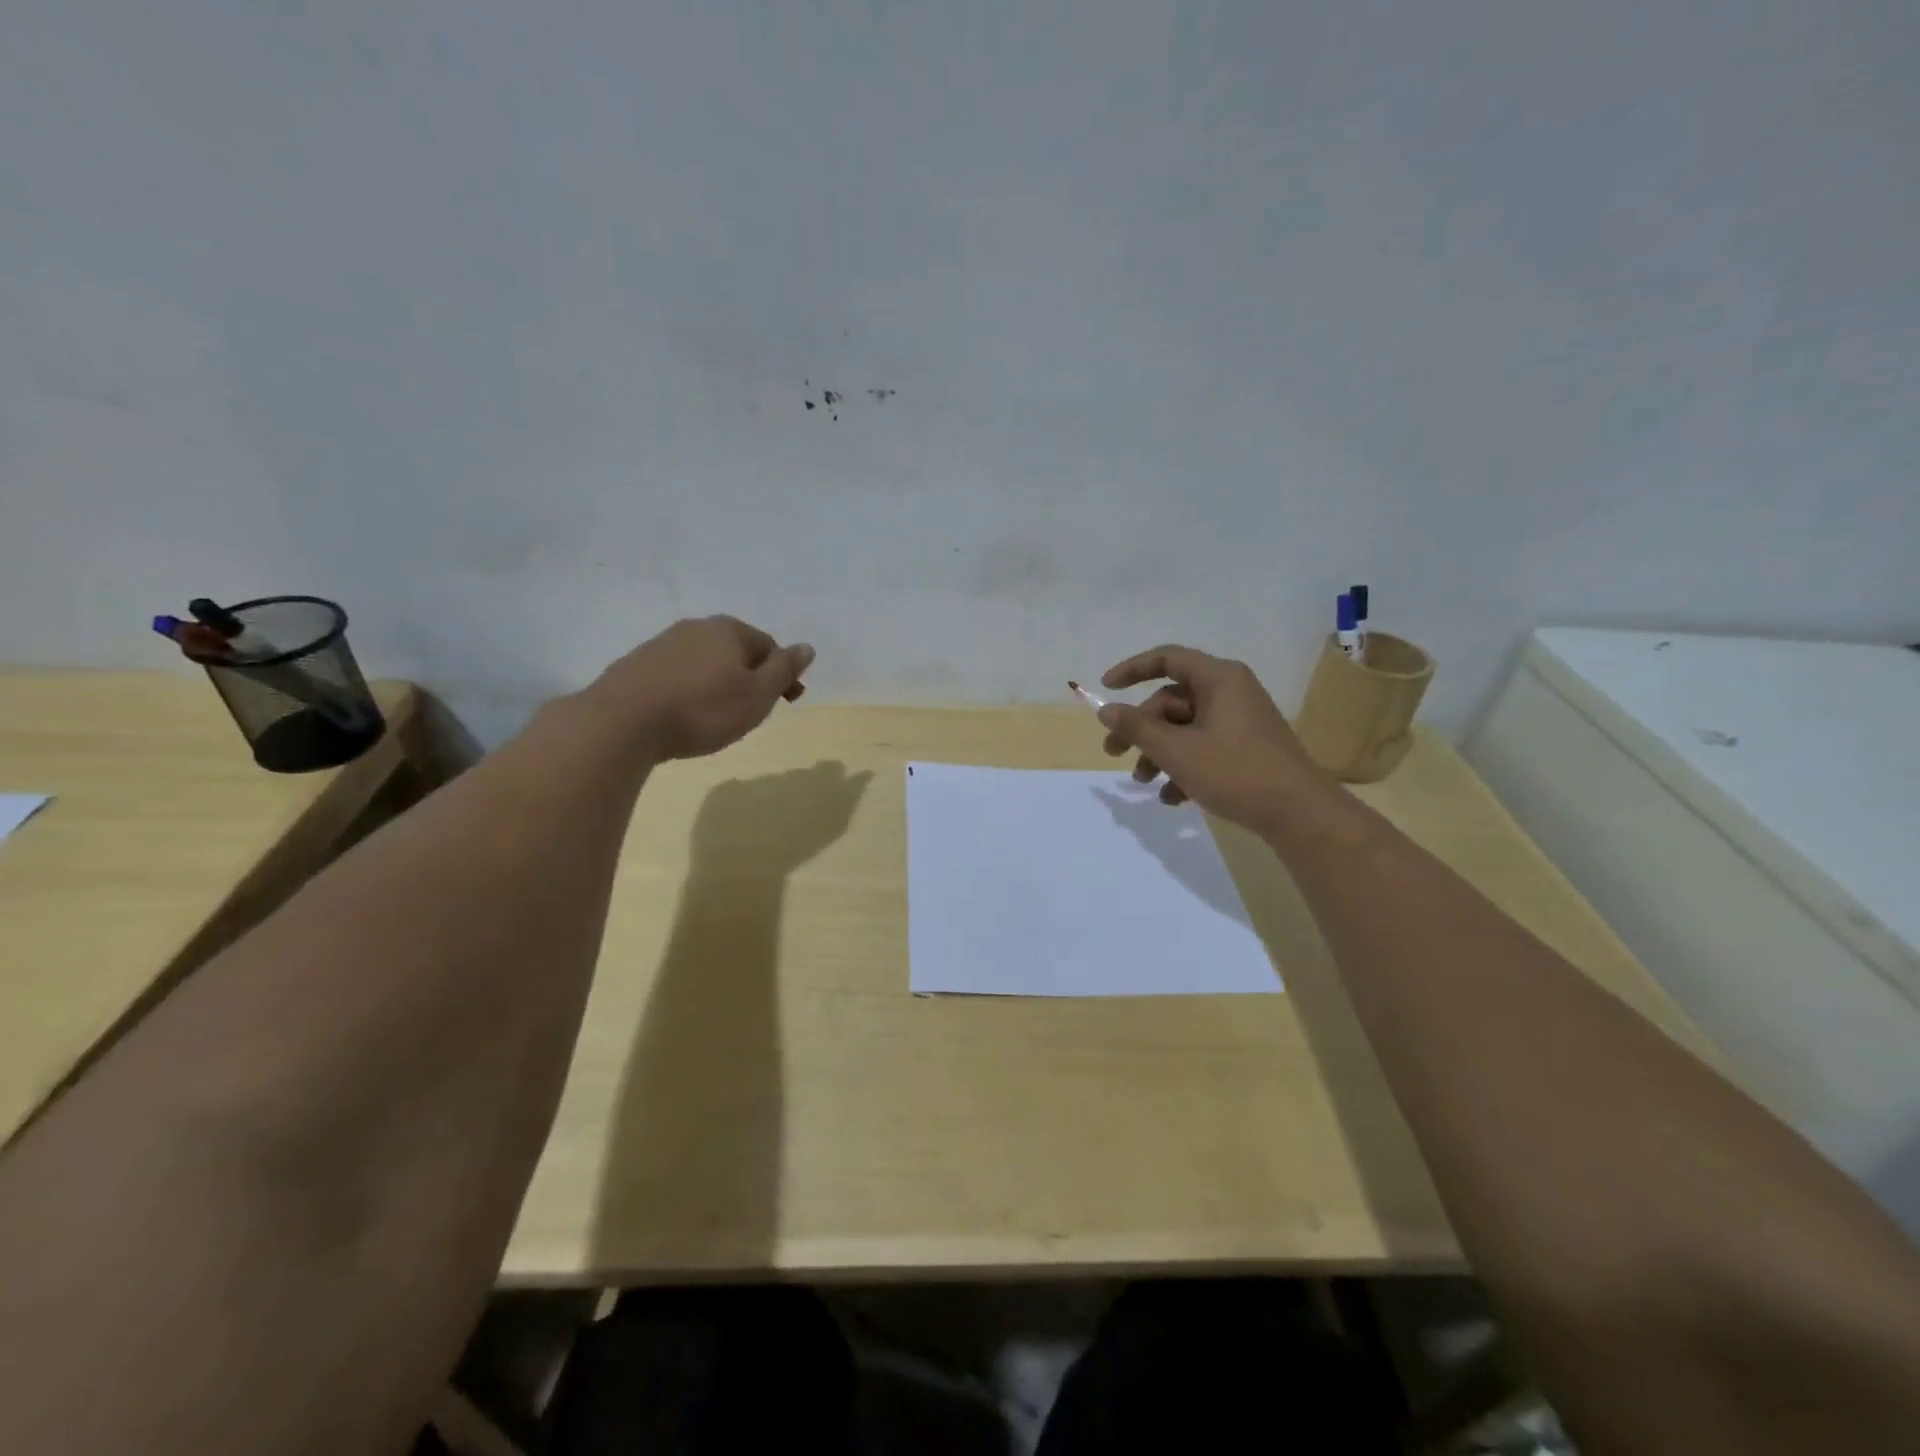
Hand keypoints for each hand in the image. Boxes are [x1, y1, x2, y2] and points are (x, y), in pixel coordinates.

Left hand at [586, 616, 814, 762]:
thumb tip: (807, 647)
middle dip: (750, 676)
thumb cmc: (702, 710)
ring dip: (718, 682)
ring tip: (717, 715)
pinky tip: (684, 713)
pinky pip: (677, 674)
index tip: (787, 702)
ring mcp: (662, 643)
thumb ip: (784, 669)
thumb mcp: (757, 695)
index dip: (783, 674)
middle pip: (736, 651)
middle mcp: (696, 627)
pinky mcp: (636, 664)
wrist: (622, 723)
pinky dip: (689, 689)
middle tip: (753, 710)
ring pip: (705, 661)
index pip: (769, 646)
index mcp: (730, 630)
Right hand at [1094, 645, 1337, 834]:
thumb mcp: (1176, 751)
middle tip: (1114, 754)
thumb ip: (1137, 727)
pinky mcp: (1245, 747)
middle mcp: (1230, 692)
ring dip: (1158, 753)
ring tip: (1144, 782)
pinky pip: (1203, 747)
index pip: (1167, 659)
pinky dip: (1183, 767)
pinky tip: (1173, 798)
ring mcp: (1240, 721)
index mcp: (1219, 679)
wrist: (1299, 813)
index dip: (1132, 670)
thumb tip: (1106, 710)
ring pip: (1184, 727)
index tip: (1106, 688)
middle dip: (1140, 729)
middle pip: (1171, 700)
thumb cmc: (1235, 772)